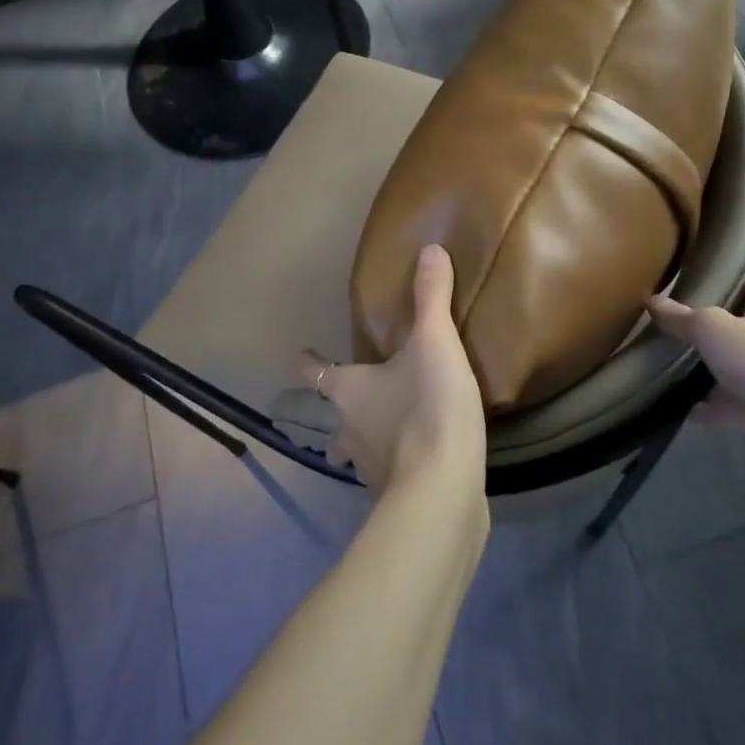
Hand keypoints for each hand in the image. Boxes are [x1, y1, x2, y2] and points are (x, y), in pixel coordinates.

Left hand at [300, 245, 486, 495]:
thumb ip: (432, 297)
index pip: (314, 370)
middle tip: (348, 402)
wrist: (443, 489)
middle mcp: (347, 429)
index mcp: (347, 390)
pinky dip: (391, 466)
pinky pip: (385, 475)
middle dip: (333, 413)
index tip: (301, 354)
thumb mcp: (435, 343)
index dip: (307, 360)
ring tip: (376, 436)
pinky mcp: (393, 495)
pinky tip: (411, 463)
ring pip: (351, 453)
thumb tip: (430, 249)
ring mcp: (367, 467)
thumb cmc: (427, 408)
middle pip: (328, 420)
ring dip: (357, 444)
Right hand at [646, 254, 744, 446]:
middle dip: (722, 309)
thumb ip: (682, 316)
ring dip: (717, 360)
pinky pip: (738, 400)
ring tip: (681, 355)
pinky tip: (691, 409)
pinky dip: (717, 405)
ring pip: (743, 358)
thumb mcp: (713, 329)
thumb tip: (653, 300)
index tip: (721, 253)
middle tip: (685, 302)